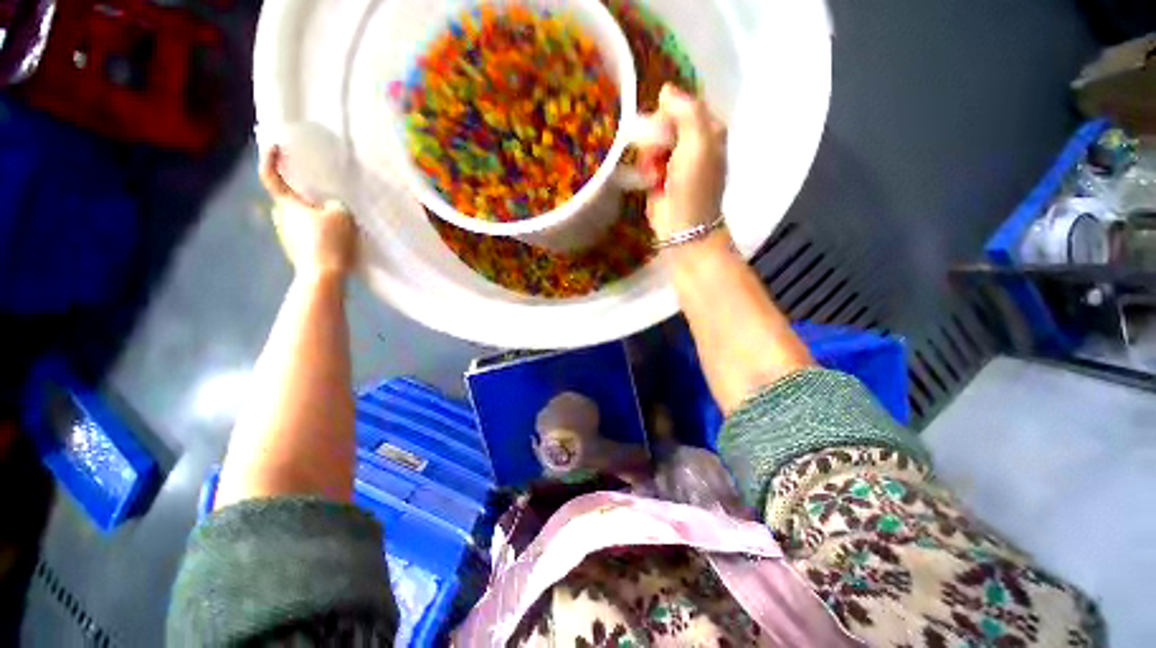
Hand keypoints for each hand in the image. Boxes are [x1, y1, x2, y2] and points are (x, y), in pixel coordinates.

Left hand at [259, 146, 356, 278]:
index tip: (276, 146)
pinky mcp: (296, 251)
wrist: (323, 275)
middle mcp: (280, 217)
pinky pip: (306, 234)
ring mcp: (287, 236)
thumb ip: (335, 205)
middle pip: (289, 200)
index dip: (271, 159)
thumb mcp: (341, 215)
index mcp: (287, 204)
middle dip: (303, 197)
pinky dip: (318, 233)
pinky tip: (335, 240)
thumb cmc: (329, 240)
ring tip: (336, 223)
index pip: (271, 176)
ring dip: (313, 218)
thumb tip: (329, 207)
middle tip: (324, 198)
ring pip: (299, 219)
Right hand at [640, 85, 727, 241]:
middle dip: (656, 138)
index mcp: (709, 130)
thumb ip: (686, 110)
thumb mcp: (697, 142)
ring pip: (652, 142)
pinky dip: (646, 169)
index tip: (661, 128)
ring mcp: (675, 161)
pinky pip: (646, 160)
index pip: (683, 105)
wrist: (682, 227)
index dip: (668, 113)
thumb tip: (666, 90)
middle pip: (665, 123)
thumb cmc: (694, 186)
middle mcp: (693, 142)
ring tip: (655, 174)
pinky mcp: (659, 176)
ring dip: (649, 156)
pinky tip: (651, 182)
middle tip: (657, 154)